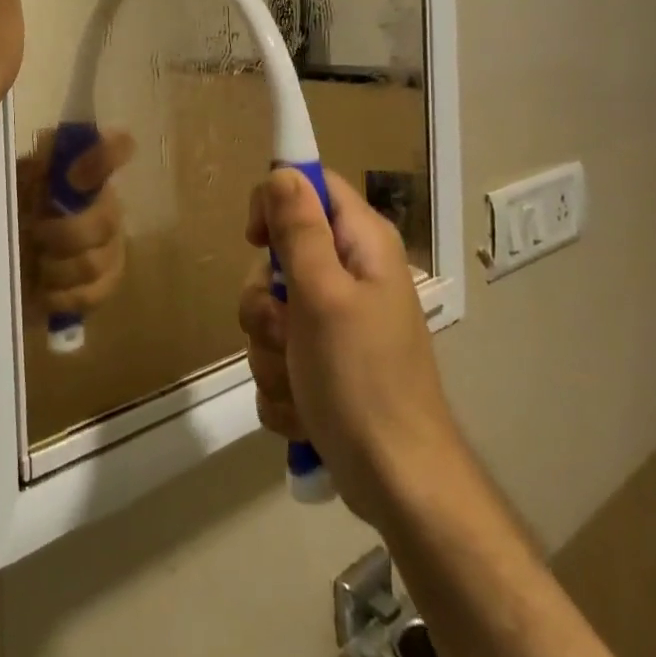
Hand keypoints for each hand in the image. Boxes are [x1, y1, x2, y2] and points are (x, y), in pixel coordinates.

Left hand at [17, 129, 136, 316]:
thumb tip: (50, 149)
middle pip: (106, 221)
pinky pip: (93, 294)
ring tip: (36, 264)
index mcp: (85, 171)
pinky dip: (62, 296)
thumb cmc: (10, 210)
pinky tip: (44, 289)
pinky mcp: (104, 285)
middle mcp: (107, 204)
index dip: (107, 157)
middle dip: (65, 234)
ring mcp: (111, 246)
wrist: (1, 262)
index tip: (74, 177)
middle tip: (36, 234)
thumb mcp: (14, 180)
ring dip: (57, 268)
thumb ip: (37, 165)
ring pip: (95, 263)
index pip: (116, 149)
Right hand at [239, 169, 457, 529]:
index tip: (257, 241)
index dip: (276, 203)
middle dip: (266, 302)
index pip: (310, 186)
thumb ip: (300, 230)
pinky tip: (303, 410)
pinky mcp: (323, 365)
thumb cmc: (363, 380)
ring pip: (270, 314)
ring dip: (270, 352)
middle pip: (280, 257)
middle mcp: (351, 275)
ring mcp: (336, 323)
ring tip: (298, 383)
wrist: (398, 485)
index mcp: (361, 245)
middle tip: (285, 331)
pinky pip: (277, 357)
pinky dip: (281, 385)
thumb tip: (282, 171)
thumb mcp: (323, 296)